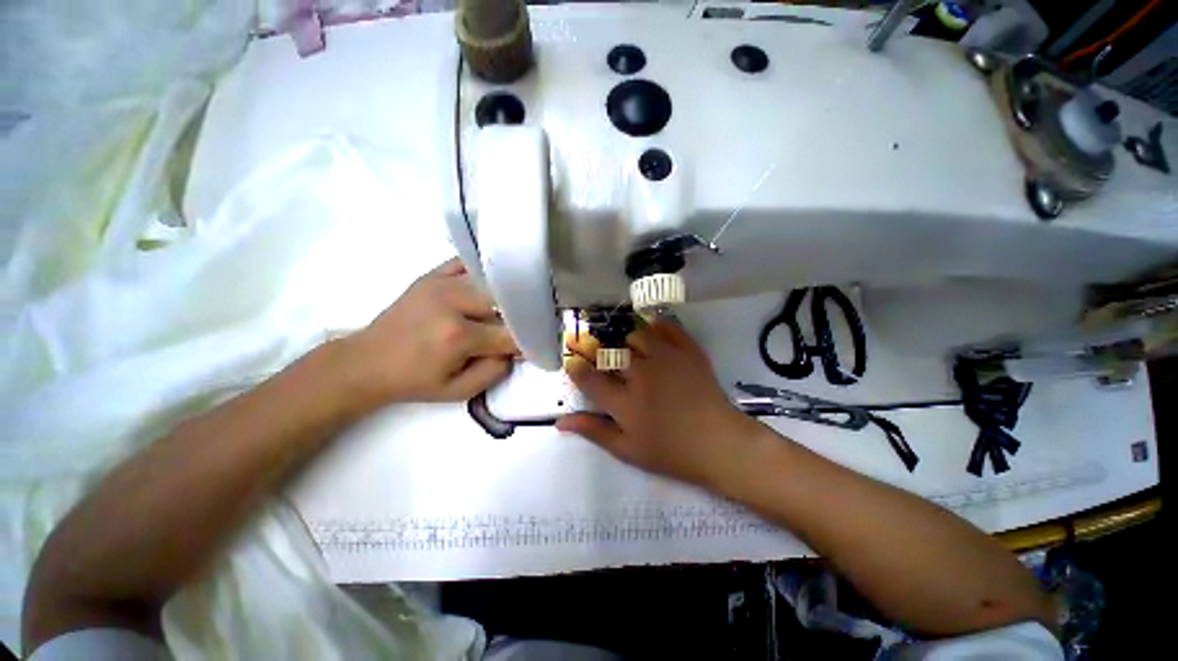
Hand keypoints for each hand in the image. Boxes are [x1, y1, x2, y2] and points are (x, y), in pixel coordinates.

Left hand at [342, 258, 517, 403]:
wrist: (368, 362)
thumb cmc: (415, 381)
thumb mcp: (459, 391)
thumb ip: (496, 371)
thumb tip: (515, 350)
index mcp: (458, 335)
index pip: (509, 334)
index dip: (525, 342)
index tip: (531, 348)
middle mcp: (452, 302)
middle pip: (504, 303)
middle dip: (515, 319)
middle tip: (513, 331)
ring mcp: (441, 283)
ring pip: (490, 283)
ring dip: (502, 298)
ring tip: (503, 311)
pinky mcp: (432, 275)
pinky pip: (467, 264)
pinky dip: (482, 273)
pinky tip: (486, 286)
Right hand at [556, 318, 761, 487]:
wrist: (719, 444)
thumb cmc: (671, 452)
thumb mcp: (627, 449)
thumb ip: (593, 431)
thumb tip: (560, 421)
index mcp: (624, 401)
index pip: (589, 378)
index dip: (576, 368)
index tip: (573, 363)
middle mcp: (641, 374)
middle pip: (610, 351)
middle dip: (597, 347)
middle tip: (597, 350)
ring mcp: (666, 359)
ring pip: (636, 333)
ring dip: (625, 336)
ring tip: (624, 342)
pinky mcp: (688, 351)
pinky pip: (668, 327)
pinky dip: (657, 324)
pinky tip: (652, 330)